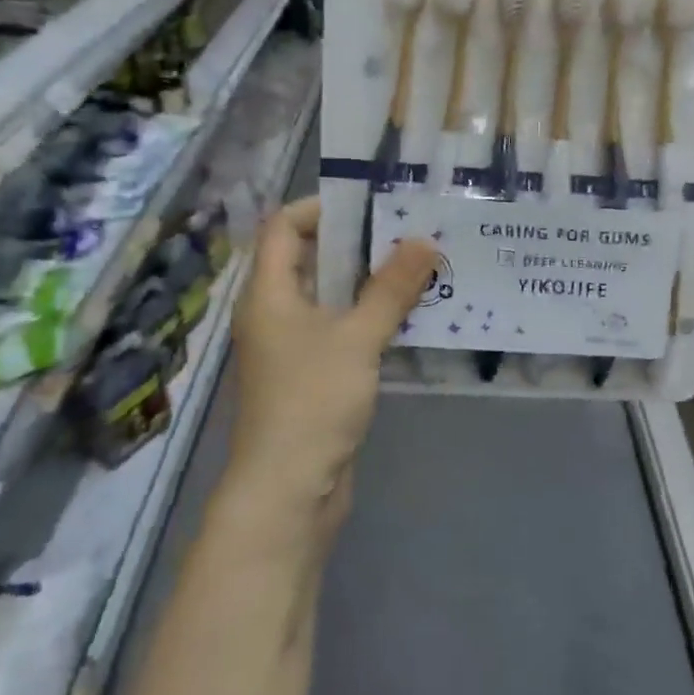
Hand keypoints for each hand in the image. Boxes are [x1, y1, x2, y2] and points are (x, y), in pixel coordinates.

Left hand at [221, 197, 436, 542]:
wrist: (287, 491)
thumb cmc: (312, 401)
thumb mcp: (357, 338)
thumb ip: (391, 288)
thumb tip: (424, 241)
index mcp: (269, 292)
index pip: (284, 226)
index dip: (322, 207)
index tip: (372, 203)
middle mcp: (275, 311)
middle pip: (310, 258)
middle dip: (358, 243)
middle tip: (409, 230)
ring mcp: (292, 345)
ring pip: (330, 296)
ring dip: (369, 282)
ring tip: (419, 266)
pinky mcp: (312, 374)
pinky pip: (341, 329)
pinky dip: (370, 317)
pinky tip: (410, 315)